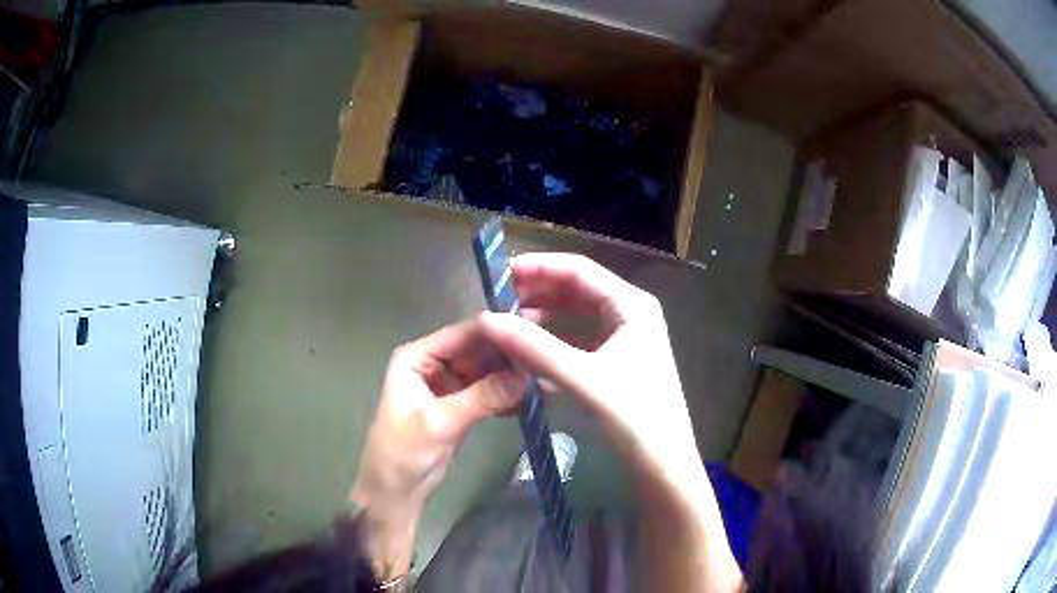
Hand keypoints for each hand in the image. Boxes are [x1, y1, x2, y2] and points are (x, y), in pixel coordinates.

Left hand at [349, 320, 524, 578]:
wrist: (397, 491)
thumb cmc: (404, 452)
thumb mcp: (439, 422)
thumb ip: (481, 397)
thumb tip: (525, 377)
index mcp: (418, 357)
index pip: (462, 334)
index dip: (496, 332)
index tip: (534, 334)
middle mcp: (434, 364)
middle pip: (478, 350)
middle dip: (509, 355)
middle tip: (547, 358)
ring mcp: (449, 384)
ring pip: (487, 371)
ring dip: (512, 375)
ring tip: (546, 376)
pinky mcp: (462, 405)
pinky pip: (489, 391)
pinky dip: (507, 394)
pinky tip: (533, 397)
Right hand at [480, 253, 741, 591]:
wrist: (663, 463)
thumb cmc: (635, 416)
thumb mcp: (583, 378)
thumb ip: (535, 347)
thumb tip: (487, 319)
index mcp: (631, 305)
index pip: (579, 270)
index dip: (538, 267)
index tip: (500, 274)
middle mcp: (629, 314)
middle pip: (576, 291)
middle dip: (537, 293)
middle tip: (497, 300)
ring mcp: (623, 339)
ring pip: (575, 318)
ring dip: (542, 319)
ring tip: (506, 325)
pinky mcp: (616, 362)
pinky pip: (578, 343)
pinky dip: (553, 344)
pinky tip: (526, 355)